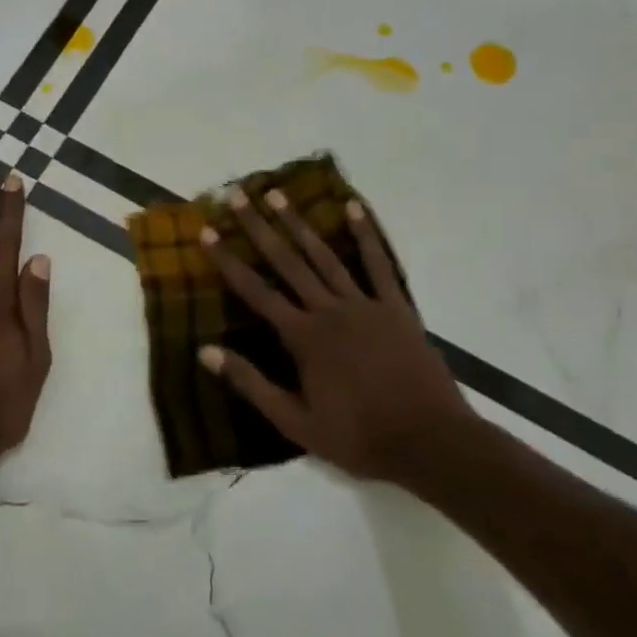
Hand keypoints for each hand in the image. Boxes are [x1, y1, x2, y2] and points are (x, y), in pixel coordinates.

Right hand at [197, 188, 476, 485]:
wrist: (430, 442)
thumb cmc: (358, 437)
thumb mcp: (295, 423)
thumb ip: (251, 384)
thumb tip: (205, 351)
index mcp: (303, 337)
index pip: (256, 291)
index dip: (228, 260)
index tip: (207, 232)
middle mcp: (329, 310)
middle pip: (287, 261)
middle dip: (259, 227)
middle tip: (237, 194)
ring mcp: (365, 304)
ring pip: (324, 255)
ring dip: (299, 223)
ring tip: (278, 194)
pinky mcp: (397, 307)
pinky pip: (379, 265)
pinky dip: (366, 235)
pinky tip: (353, 208)